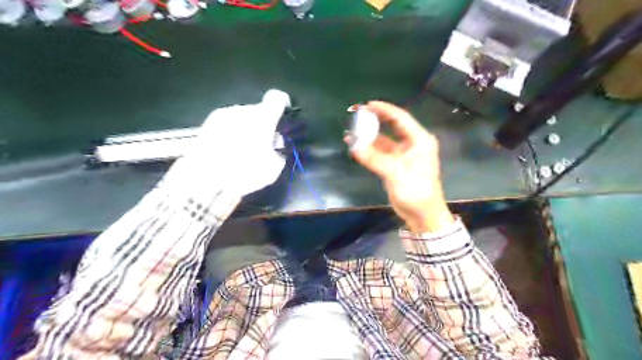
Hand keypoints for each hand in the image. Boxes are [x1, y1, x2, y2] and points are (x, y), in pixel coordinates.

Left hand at [182, 90, 289, 196]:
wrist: (204, 178)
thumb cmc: (243, 171)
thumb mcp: (272, 170)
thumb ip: (278, 154)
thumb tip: (275, 150)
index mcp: (262, 118)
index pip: (277, 98)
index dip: (283, 104)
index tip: (284, 114)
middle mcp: (242, 110)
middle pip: (258, 110)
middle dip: (263, 123)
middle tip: (263, 143)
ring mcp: (223, 115)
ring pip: (242, 117)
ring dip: (246, 128)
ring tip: (243, 148)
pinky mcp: (208, 124)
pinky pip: (228, 123)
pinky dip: (232, 132)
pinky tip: (228, 149)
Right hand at [346, 102, 456, 233]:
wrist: (422, 215)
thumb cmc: (416, 192)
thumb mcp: (396, 174)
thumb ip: (375, 159)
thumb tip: (354, 146)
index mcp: (419, 141)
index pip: (401, 119)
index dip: (384, 110)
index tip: (368, 104)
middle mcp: (411, 144)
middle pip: (391, 127)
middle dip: (374, 121)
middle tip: (356, 115)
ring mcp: (402, 155)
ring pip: (383, 141)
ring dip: (368, 138)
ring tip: (350, 132)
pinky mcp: (394, 166)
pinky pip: (379, 154)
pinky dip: (368, 151)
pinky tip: (355, 148)